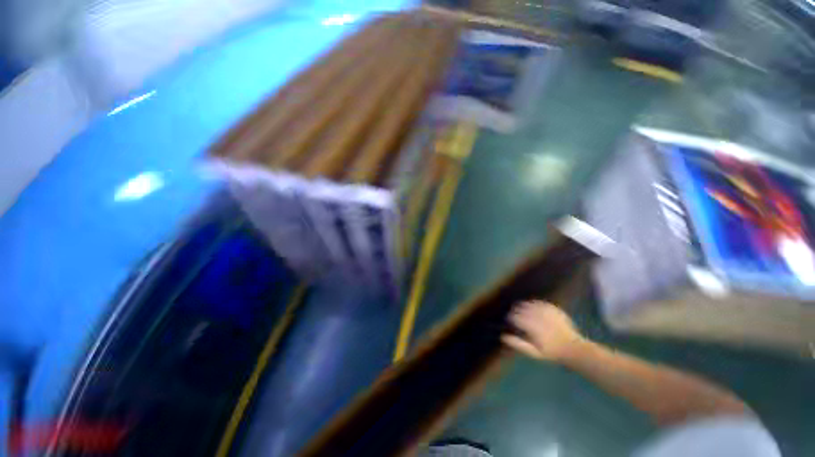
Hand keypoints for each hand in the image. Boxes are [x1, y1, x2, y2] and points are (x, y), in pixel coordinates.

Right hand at [502, 300, 584, 360]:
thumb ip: (518, 344)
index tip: (510, 322)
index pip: (514, 317)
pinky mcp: (553, 308)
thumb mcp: (534, 353)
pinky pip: (539, 302)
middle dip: (516, 312)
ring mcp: (545, 311)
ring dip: (524, 307)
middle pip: (520, 308)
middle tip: (516, 317)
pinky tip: (534, 309)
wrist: (574, 348)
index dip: (510, 318)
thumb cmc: (552, 353)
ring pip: (528, 303)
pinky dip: (534, 304)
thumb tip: (503, 336)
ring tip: (524, 312)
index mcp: (530, 326)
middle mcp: (537, 316)